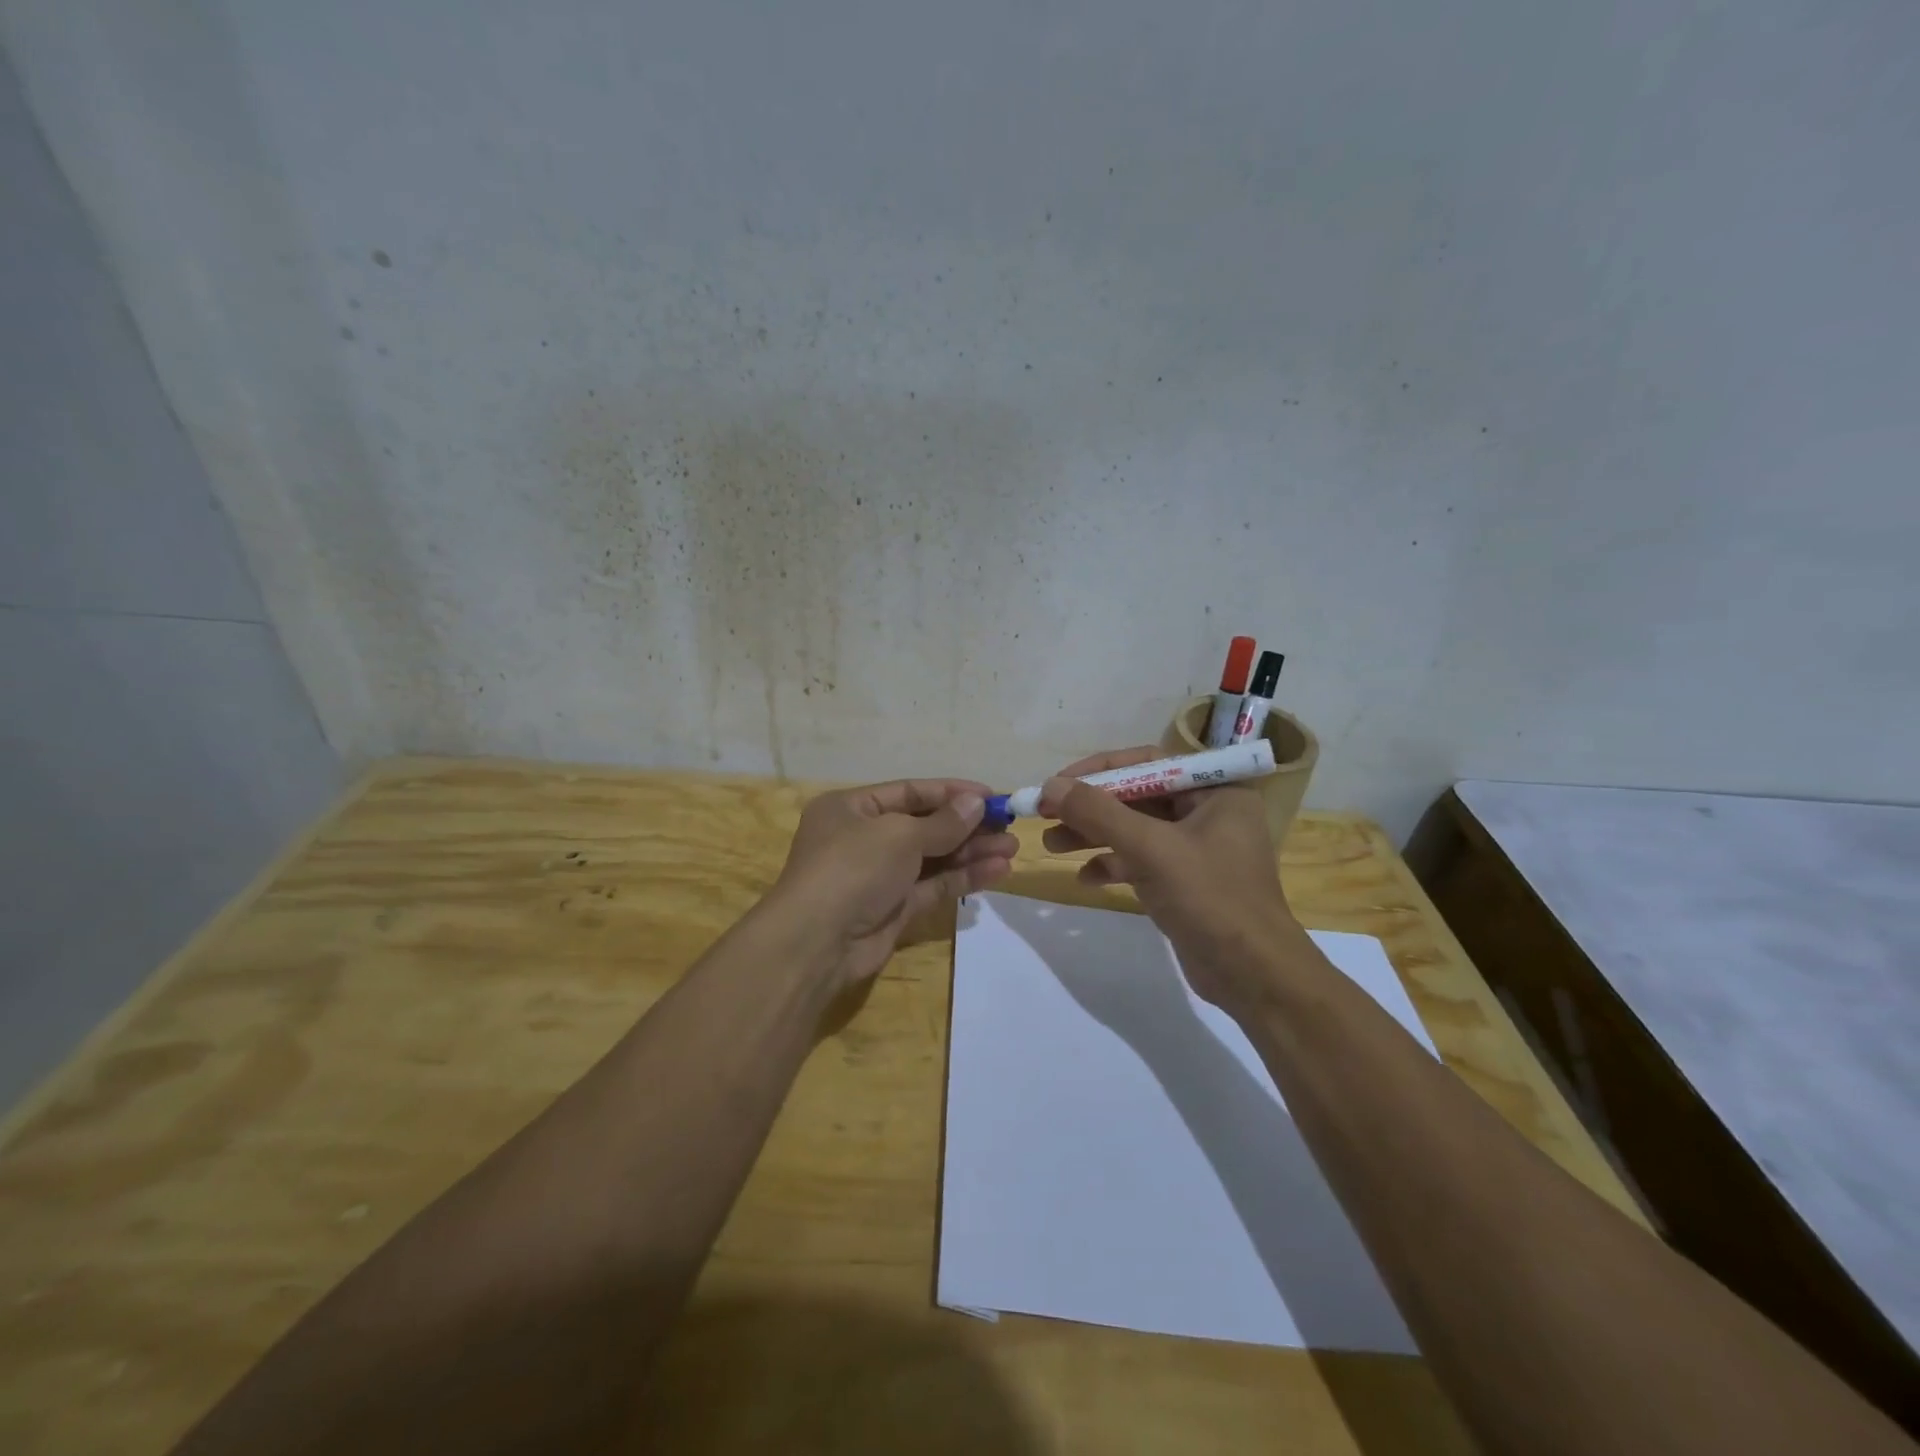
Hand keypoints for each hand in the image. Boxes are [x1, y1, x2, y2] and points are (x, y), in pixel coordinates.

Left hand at [765, 779, 1018, 989]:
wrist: (817, 943)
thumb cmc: (853, 868)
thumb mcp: (899, 834)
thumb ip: (943, 822)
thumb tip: (976, 802)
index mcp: (852, 808)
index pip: (910, 792)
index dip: (952, 792)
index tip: (992, 795)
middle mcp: (864, 838)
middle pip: (925, 825)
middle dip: (967, 826)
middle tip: (1008, 825)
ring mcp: (879, 876)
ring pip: (933, 858)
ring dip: (971, 852)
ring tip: (1011, 848)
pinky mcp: (894, 908)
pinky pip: (934, 886)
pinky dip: (963, 877)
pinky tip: (998, 871)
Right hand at [1039, 747, 1309, 1013]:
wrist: (1253, 977)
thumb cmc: (1210, 899)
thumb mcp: (1150, 849)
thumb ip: (1098, 813)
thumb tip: (1050, 786)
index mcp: (1215, 790)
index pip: (1147, 763)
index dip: (1098, 769)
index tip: (1057, 783)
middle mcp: (1207, 812)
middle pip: (1136, 797)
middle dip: (1090, 807)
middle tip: (1046, 815)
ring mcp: (1195, 849)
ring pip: (1133, 830)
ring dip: (1092, 836)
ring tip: (1051, 846)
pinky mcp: (1184, 882)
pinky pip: (1140, 861)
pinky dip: (1111, 865)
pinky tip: (1084, 879)